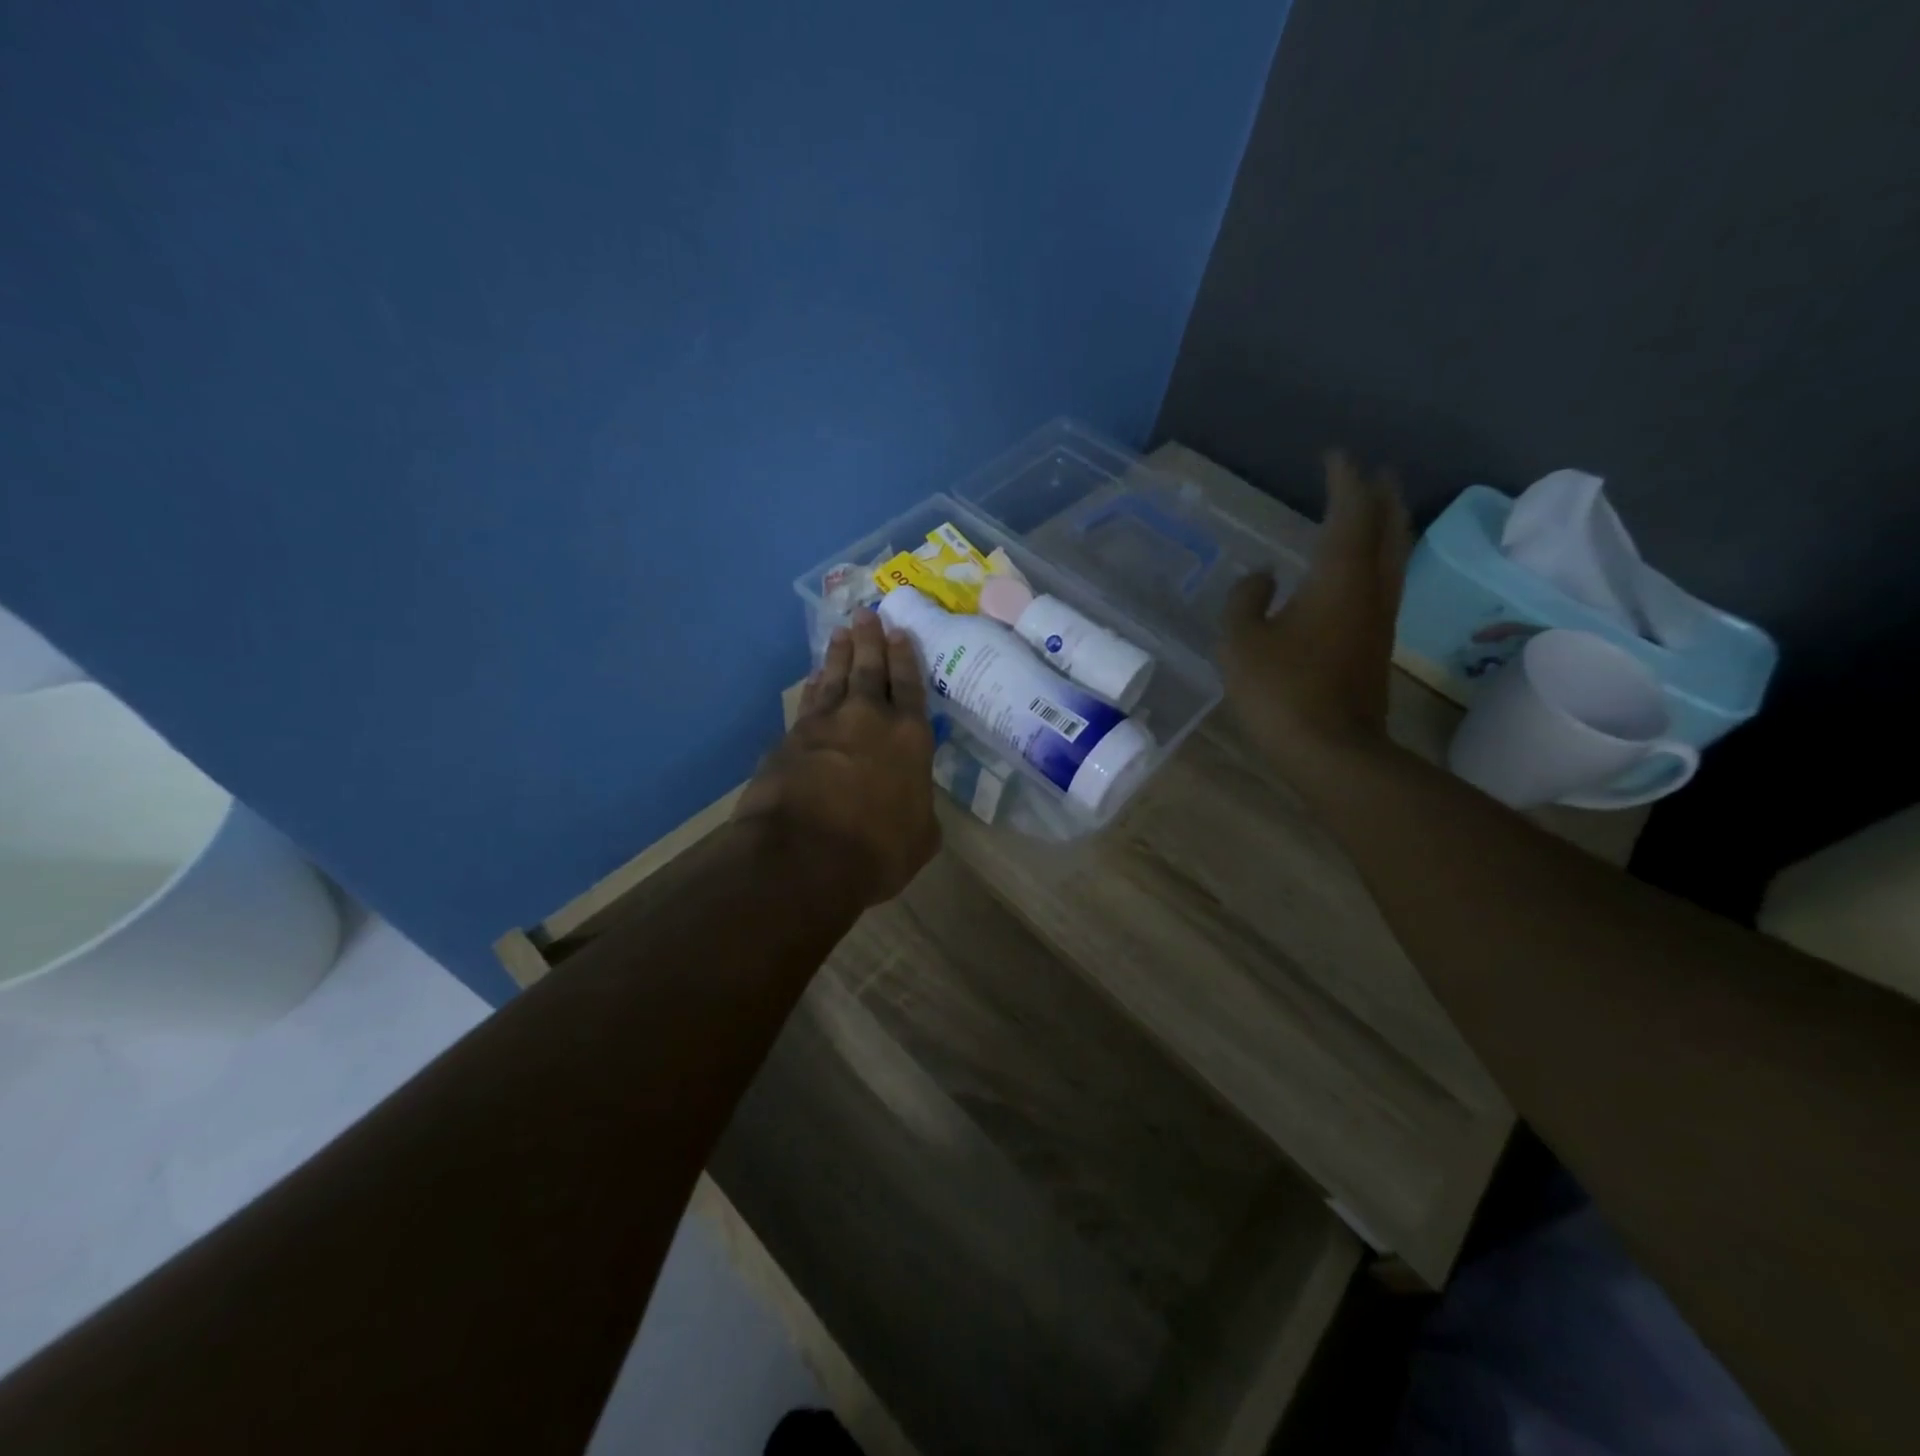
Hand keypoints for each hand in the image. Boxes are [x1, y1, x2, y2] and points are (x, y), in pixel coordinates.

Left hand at [736, 609, 939, 907]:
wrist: (803, 855)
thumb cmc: (876, 851)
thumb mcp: (921, 838)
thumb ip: (921, 811)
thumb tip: (914, 805)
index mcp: (910, 739)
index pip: (910, 687)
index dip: (906, 658)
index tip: (899, 632)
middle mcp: (870, 719)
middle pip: (871, 670)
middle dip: (870, 640)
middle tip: (866, 614)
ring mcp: (827, 724)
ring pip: (836, 678)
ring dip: (839, 654)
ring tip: (841, 632)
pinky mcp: (792, 738)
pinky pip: (808, 702)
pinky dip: (814, 686)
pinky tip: (814, 677)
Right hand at [1222, 450, 1411, 778]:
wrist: (1331, 751)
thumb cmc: (1281, 691)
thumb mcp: (1241, 642)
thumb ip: (1246, 600)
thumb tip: (1261, 578)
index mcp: (1338, 579)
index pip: (1348, 514)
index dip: (1343, 481)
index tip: (1336, 455)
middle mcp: (1369, 590)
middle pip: (1387, 530)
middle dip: (1380, 497)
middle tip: (1373, 473)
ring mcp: (1379, 620)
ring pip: (1392, 558)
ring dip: (1386, 527)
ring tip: (1374, 512)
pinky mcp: (1375, 647)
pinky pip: (1383, 584)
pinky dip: (1375, 560)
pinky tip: (1357, 572)